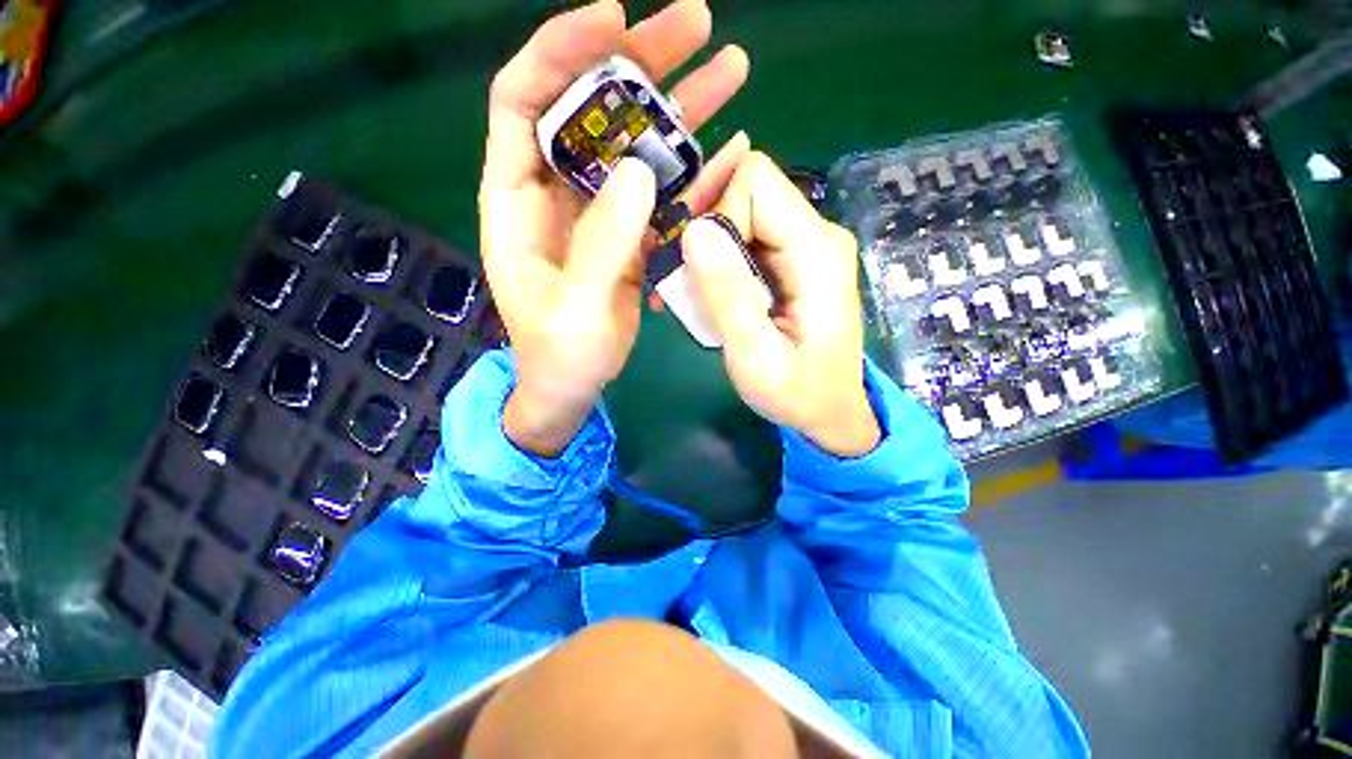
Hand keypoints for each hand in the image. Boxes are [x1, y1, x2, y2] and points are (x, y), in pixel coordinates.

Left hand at [480, 0, 750, 456]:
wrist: (573, 386)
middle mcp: (559, 193)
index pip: (524, 99)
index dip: (562, 51)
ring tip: (732, 71)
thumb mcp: (573, 307)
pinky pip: (664, 194)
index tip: (614, 20)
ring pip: (638, 147)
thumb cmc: (559, 354)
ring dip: (682, 109)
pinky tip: (732, 152)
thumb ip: (601, 243)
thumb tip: (640, 171)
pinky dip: (696, 172)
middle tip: (699, 24)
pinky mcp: (633, 237)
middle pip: (594, 109)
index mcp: (518, 200)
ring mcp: (602, 213)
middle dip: (641, 63)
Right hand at [680, 153, 880, 457]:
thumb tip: (694, 230)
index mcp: (816, 251)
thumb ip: (728, 297)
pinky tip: (705, 297)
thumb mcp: (756, 357)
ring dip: (704, 252)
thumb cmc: (799, 394)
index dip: (716, 213)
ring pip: (739, 216)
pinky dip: (716, 264)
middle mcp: (815, 235)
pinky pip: (743, 241)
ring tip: (689, 296)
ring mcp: (803, 247)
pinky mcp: (791, 262)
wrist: (830, 411)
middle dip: (703, 230)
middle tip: (680, 281)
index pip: (756, 183)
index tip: (695, 266)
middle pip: (745, 192)